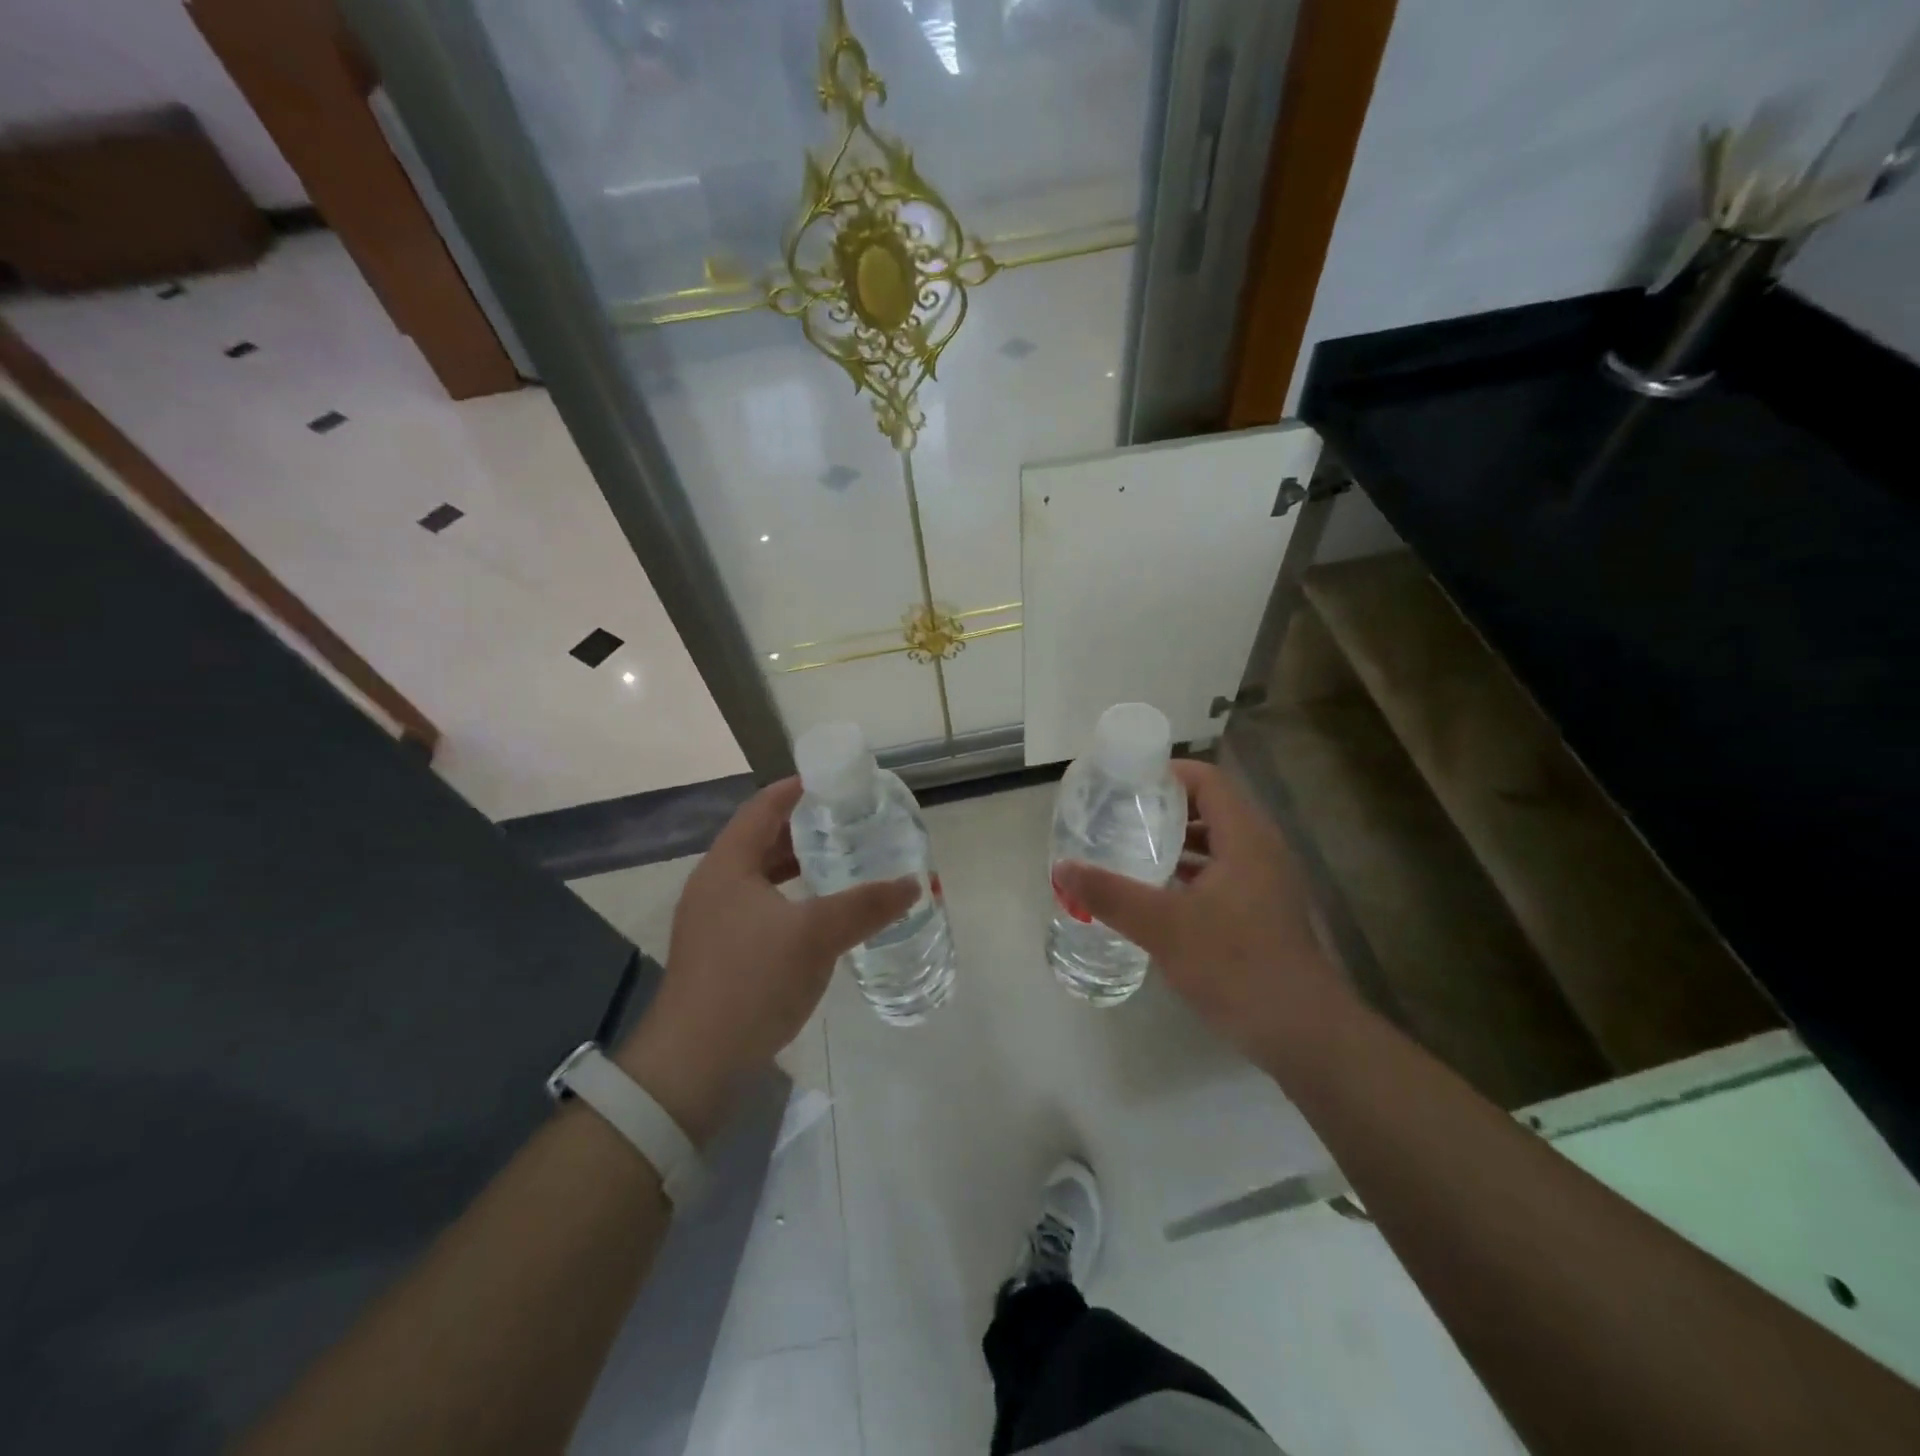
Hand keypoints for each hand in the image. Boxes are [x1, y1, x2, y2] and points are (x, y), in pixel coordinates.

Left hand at [616, 778, 914, 1141]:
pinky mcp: (720, 952)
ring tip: (843, 860)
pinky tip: (820, 914)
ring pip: (762, 876)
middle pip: (762, 838)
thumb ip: (866, 905)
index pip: (764, 806)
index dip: (800, 788)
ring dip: (798, 865)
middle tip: (851, 821)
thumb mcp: (815, 936)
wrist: (692, 1065)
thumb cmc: (750, 982)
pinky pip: (761, 906)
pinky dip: (791, 898)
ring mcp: (713, 920)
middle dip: (805, 827)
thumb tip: (913, 883)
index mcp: (728, 865)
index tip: (838, 781)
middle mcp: (715, 884)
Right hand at [1053, 760, 1349, 1066]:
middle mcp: (1261, 850)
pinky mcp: (1264, 911)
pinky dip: (1190, 872)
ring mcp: (1266, 882)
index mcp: (1245, 838)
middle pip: (1211, 808)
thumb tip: (1061, 868)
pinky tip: (1158, 893)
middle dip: (1165, 808)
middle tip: (1119, 815)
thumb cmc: (1236, 966)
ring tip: (1131, 848)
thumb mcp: (1163, 927)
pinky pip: (1223, 873)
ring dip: (1177, 842)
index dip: (1167, 773)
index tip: (1125, 783)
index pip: (1208, 780)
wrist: (1303, 1033)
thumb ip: (1110, 895)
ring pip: (1217, 844)